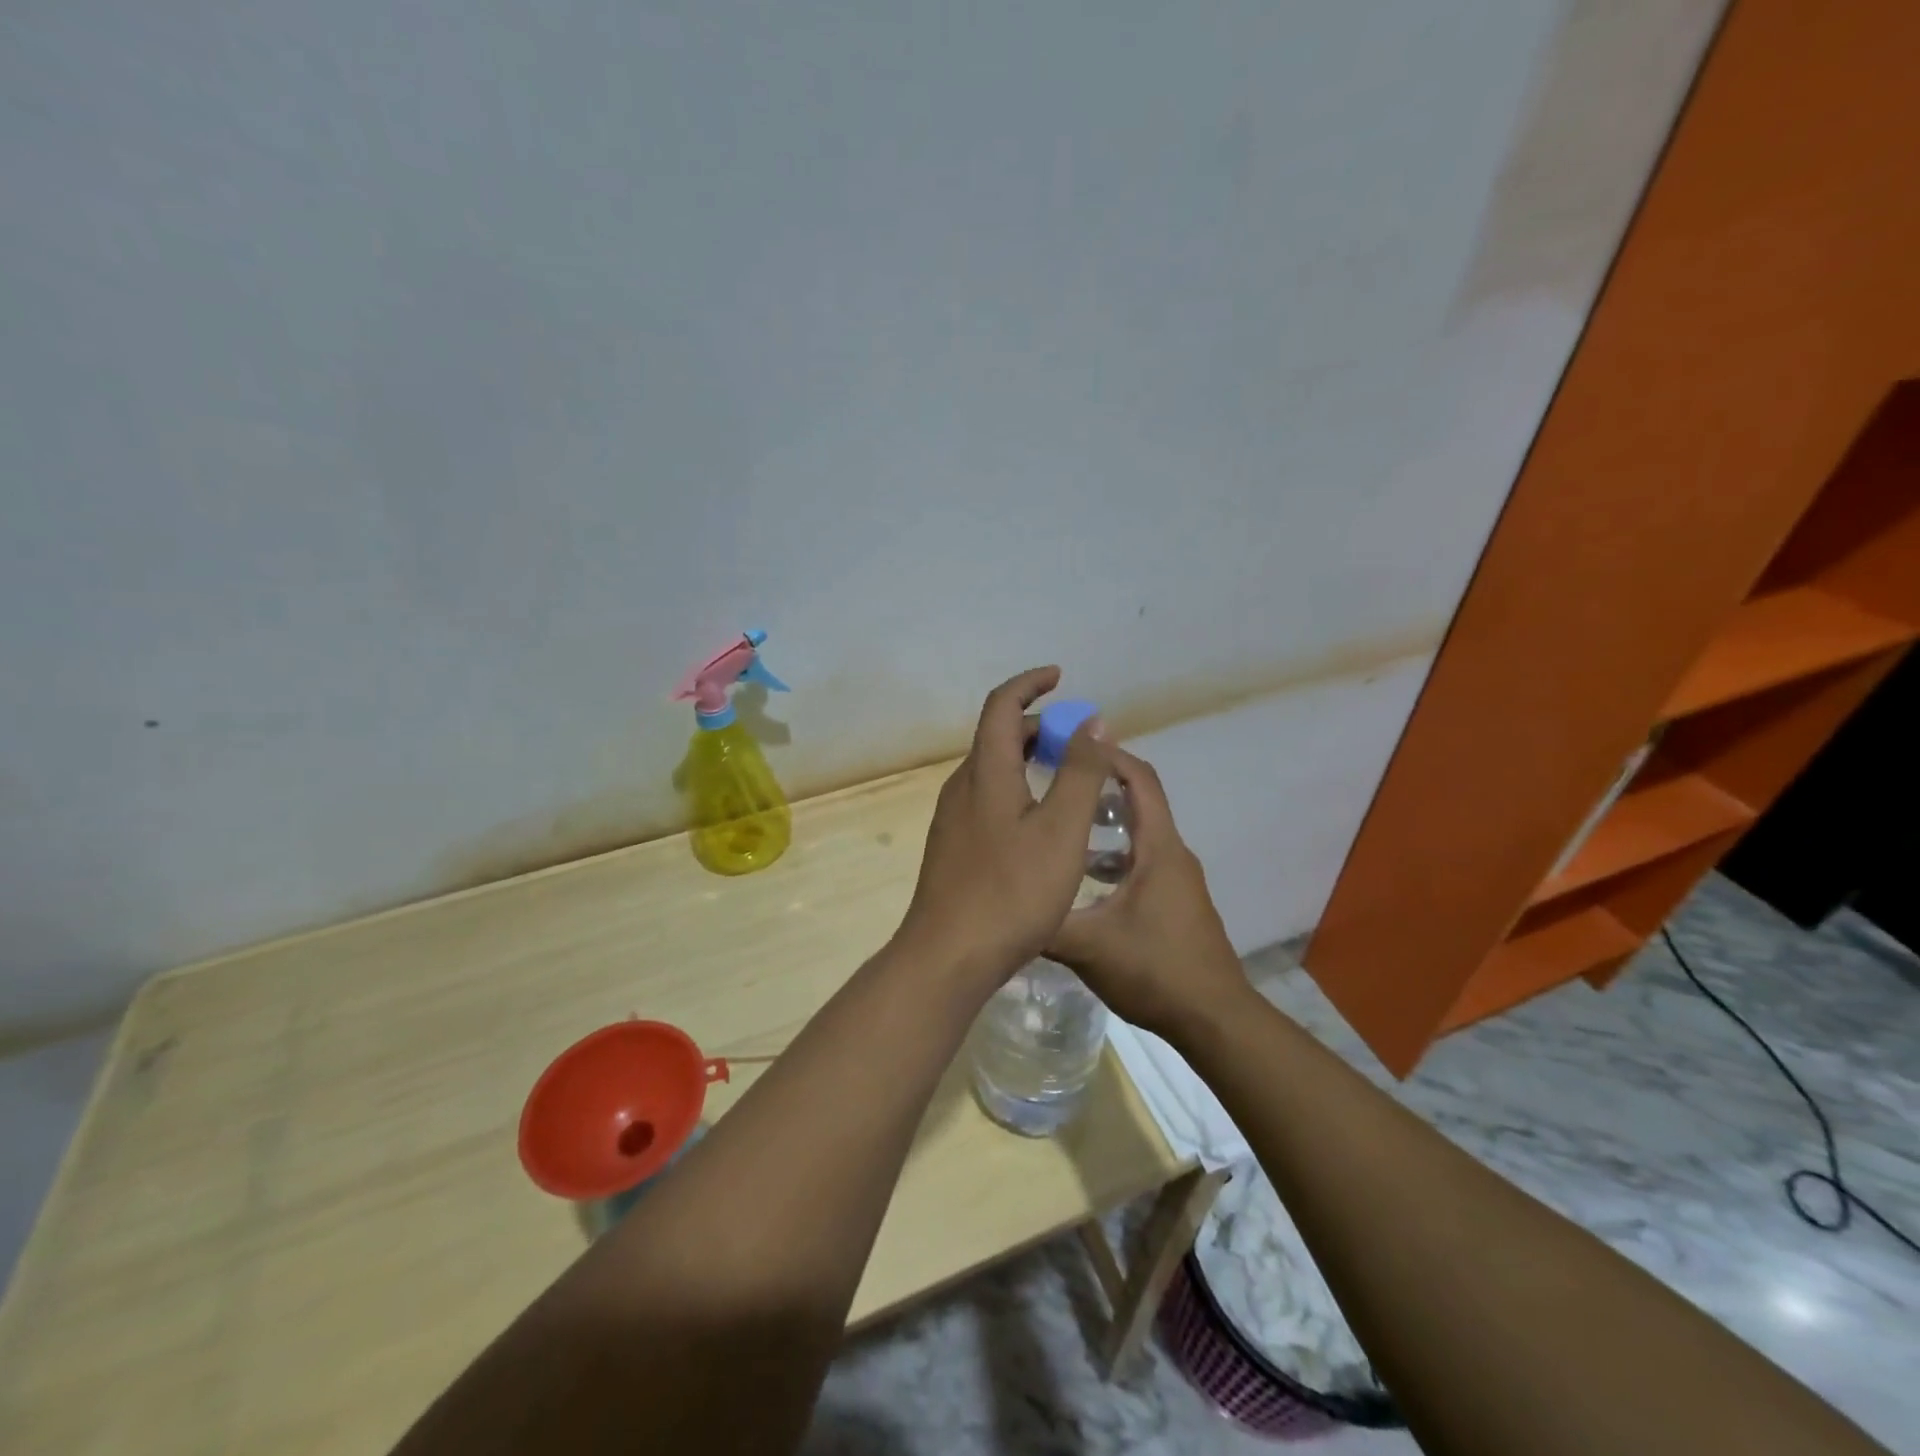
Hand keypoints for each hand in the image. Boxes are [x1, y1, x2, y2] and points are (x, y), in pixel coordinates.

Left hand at [896, 667, 1113, 989]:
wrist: (948, 955)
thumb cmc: (1012, 891)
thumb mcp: (1062, 830)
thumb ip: (1081, 773)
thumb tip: (1091, 722)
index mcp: (985, 772)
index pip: (1002, 705)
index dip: (1031, 684)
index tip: (1060, 677)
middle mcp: (961, 786)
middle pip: (998, 737)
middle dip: (1039, 728)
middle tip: (1080, 743)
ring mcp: (952, 818)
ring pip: (993, 771)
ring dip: (1029, 761)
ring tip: (1068, 781)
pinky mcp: (952, 847)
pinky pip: (987, 798)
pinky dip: (1017, 789)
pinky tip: (1040, 824)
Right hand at [1046, 746, 1249, 1041]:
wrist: (1214, 1019)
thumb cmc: (1155, 970)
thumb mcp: (1088, 946)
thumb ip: (1044, 922)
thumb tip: (1001, 904)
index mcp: (1158, 848)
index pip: (1139, 780)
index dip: (1106, 756)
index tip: (1067, 746)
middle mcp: (1172, 853)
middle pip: (1139, 800)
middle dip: (1097, 785)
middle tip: (1053, 781)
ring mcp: (1178, 879)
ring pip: (1138, 834)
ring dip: (1103, 825)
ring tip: (1060, 827)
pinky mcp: (1176, 901)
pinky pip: (1142, 861)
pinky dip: (1113, 857)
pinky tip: (1083, 881)